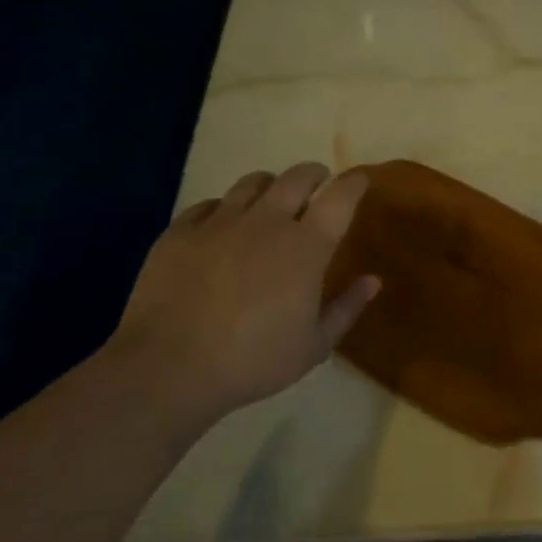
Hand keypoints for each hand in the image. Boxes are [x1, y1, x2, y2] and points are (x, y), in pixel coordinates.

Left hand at [113, 163, 380, 420]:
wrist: (168, 367)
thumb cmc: (252, 360)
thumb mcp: (313, 346)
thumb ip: (346, 308)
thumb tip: (373, 280)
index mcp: (305, 246)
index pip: (340, 197)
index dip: (354, 183)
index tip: (360, 179)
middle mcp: (267, 221)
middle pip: (297, 177)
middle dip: (314, 174)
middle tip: (318, 182)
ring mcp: (220, 222)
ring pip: (252, 183)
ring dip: (270, 185)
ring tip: (270, 199)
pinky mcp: (181, 231)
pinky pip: (208, 205)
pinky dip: (223, 209)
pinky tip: (221, 226)